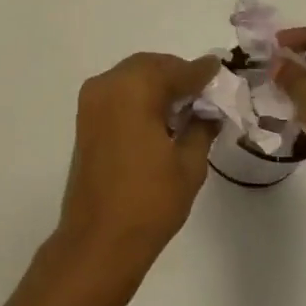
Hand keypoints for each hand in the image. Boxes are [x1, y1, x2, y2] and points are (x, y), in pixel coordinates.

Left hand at [58, 53, 220, 266]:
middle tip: (204, 93)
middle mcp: (108, 84)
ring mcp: (92, 101)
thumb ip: (201, 127)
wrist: (99, 239)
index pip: (175, 70)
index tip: (220, 70)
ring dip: (157, 84)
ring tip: (185, 106)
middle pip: (149, 66)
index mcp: (134, 89)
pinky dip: (139, 95)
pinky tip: (160, 117)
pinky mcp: (85, 118)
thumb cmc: (149, 202)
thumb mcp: (189, 165)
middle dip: (177, 74)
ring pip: (131, 76)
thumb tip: (209, 110)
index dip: (201, 72)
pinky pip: (118, 92)